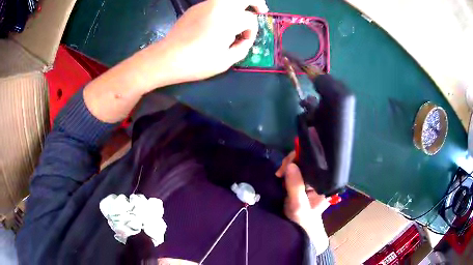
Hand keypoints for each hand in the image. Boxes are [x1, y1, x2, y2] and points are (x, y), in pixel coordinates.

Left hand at [143, 0, 267, 86]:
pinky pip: (215, 3)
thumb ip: (242, 48)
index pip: (250, 20)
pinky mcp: (195, 8)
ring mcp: (206, 5)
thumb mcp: (226, 61)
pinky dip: (224, 7)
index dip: (252, 32)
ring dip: (240, 3)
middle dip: (256, 2)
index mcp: (230, 19)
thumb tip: (245, 40)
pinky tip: (220, 20)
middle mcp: (220, 7)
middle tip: (261, 10)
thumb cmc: (197, 62)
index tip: (245, 42)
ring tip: (243, 13)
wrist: (167, 58)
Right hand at [276, 151, 329, 253]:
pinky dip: (286, 171)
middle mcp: (321, 178)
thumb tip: (290, 165)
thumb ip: (295, 187)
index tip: (286, 166)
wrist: (299, 229)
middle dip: (291, 163)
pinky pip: (295, 170)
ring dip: (287, 167)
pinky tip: (281, 176)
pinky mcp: (304, 181)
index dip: (300, 158)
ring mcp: (312, 179)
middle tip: (280, 173)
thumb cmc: (302, 221)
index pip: (315, 162)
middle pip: (307, 160)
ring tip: (279, 176)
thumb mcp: (298, 205)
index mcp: (326, 182)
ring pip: (299, 164)